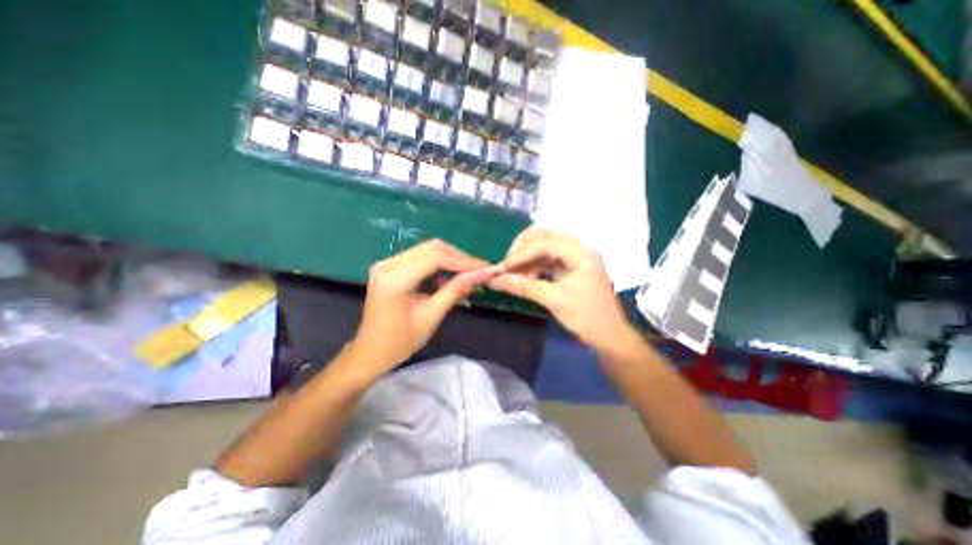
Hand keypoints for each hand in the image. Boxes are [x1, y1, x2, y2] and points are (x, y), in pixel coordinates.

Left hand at [349, 240, 495, 375]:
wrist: (371, 352)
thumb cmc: (401, 341)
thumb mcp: (432, 315)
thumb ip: (456, 289)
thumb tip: (483, 274)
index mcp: (395, 278)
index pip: (436, 257)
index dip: (464, 261)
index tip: (486, 268)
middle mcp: (389, 263)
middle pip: (433, 248)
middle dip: (459, 258)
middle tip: (479, 271)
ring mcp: (387, 263)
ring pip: (428, 250)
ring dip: (450, 261)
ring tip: (467, 276)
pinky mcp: (390, 267)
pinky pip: (421, 258)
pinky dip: (439, 265)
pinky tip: (449, 278)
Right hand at [486, 229, 638, 351]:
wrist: (611, 337)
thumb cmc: (586, 317)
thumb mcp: (553, 300)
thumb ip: (523, 286)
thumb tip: (495, 280)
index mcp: (580, 253)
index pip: (544, 243)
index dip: (521, 254)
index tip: (503, 268)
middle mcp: (579, 249)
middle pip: (545, 237)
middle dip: (523, 248)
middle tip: (508, 263)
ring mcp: (577, 258)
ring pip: (546, 247)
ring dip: (528, 257)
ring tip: (514, 273)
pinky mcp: (573, 268)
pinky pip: (550, 260)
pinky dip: (536, 265)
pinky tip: (527, 277)